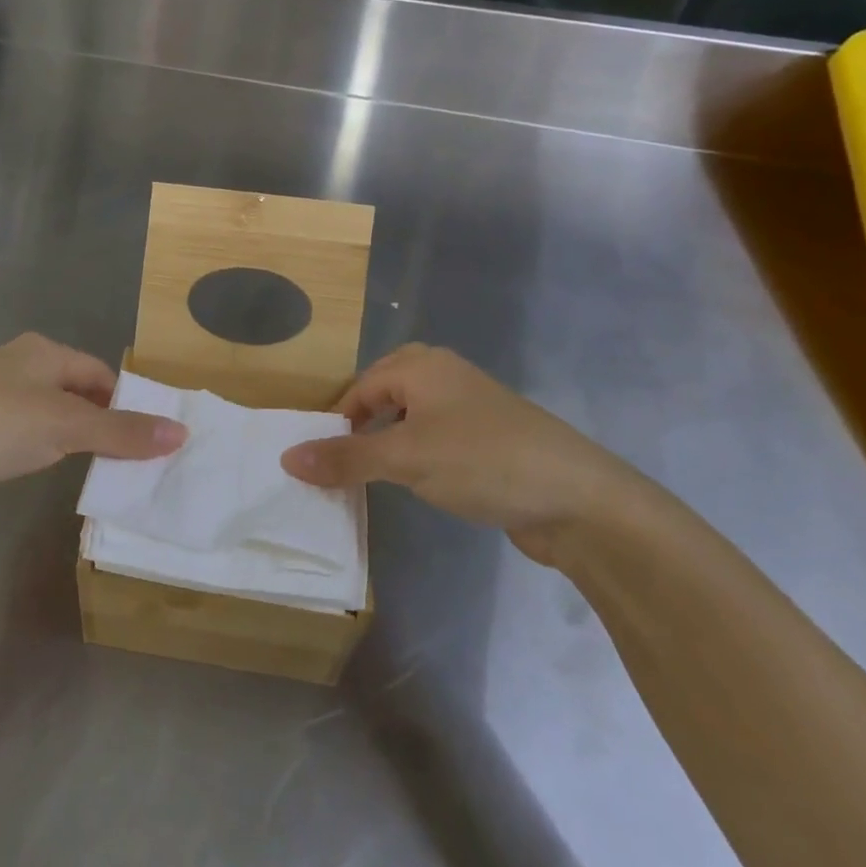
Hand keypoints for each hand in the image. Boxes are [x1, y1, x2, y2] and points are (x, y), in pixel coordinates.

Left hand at [0, 334, 186, 515]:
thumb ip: (121, 431)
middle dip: (101, 422)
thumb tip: (181, 433)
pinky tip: (43, 470)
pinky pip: (22, 434)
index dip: (126, 402)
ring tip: (96, 471)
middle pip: (75, 392)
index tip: (148, 439)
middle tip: (130, 461)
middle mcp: (18, 366)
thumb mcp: (66, 426)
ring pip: (48, 414)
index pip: (100, 373)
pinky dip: (40, 450)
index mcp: (43, 352)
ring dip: (71, 438)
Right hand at [279, 344, 657, 559]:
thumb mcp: (405, 459)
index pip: (361, 386)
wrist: (579, 500)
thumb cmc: (482, 462)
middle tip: (346, 456)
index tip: (324, 458)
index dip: (338, 420)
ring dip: (390, 437)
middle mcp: (446, 376)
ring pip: (413, 413)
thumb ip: (345, 458)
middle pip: (387, 389)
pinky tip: (419, 480)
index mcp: (423, 366)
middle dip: (363, 420)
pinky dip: (418, 452)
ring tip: (375, 470)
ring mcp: (472, 407)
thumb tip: (286, 457)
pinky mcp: (491, 439)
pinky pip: (437, 436)